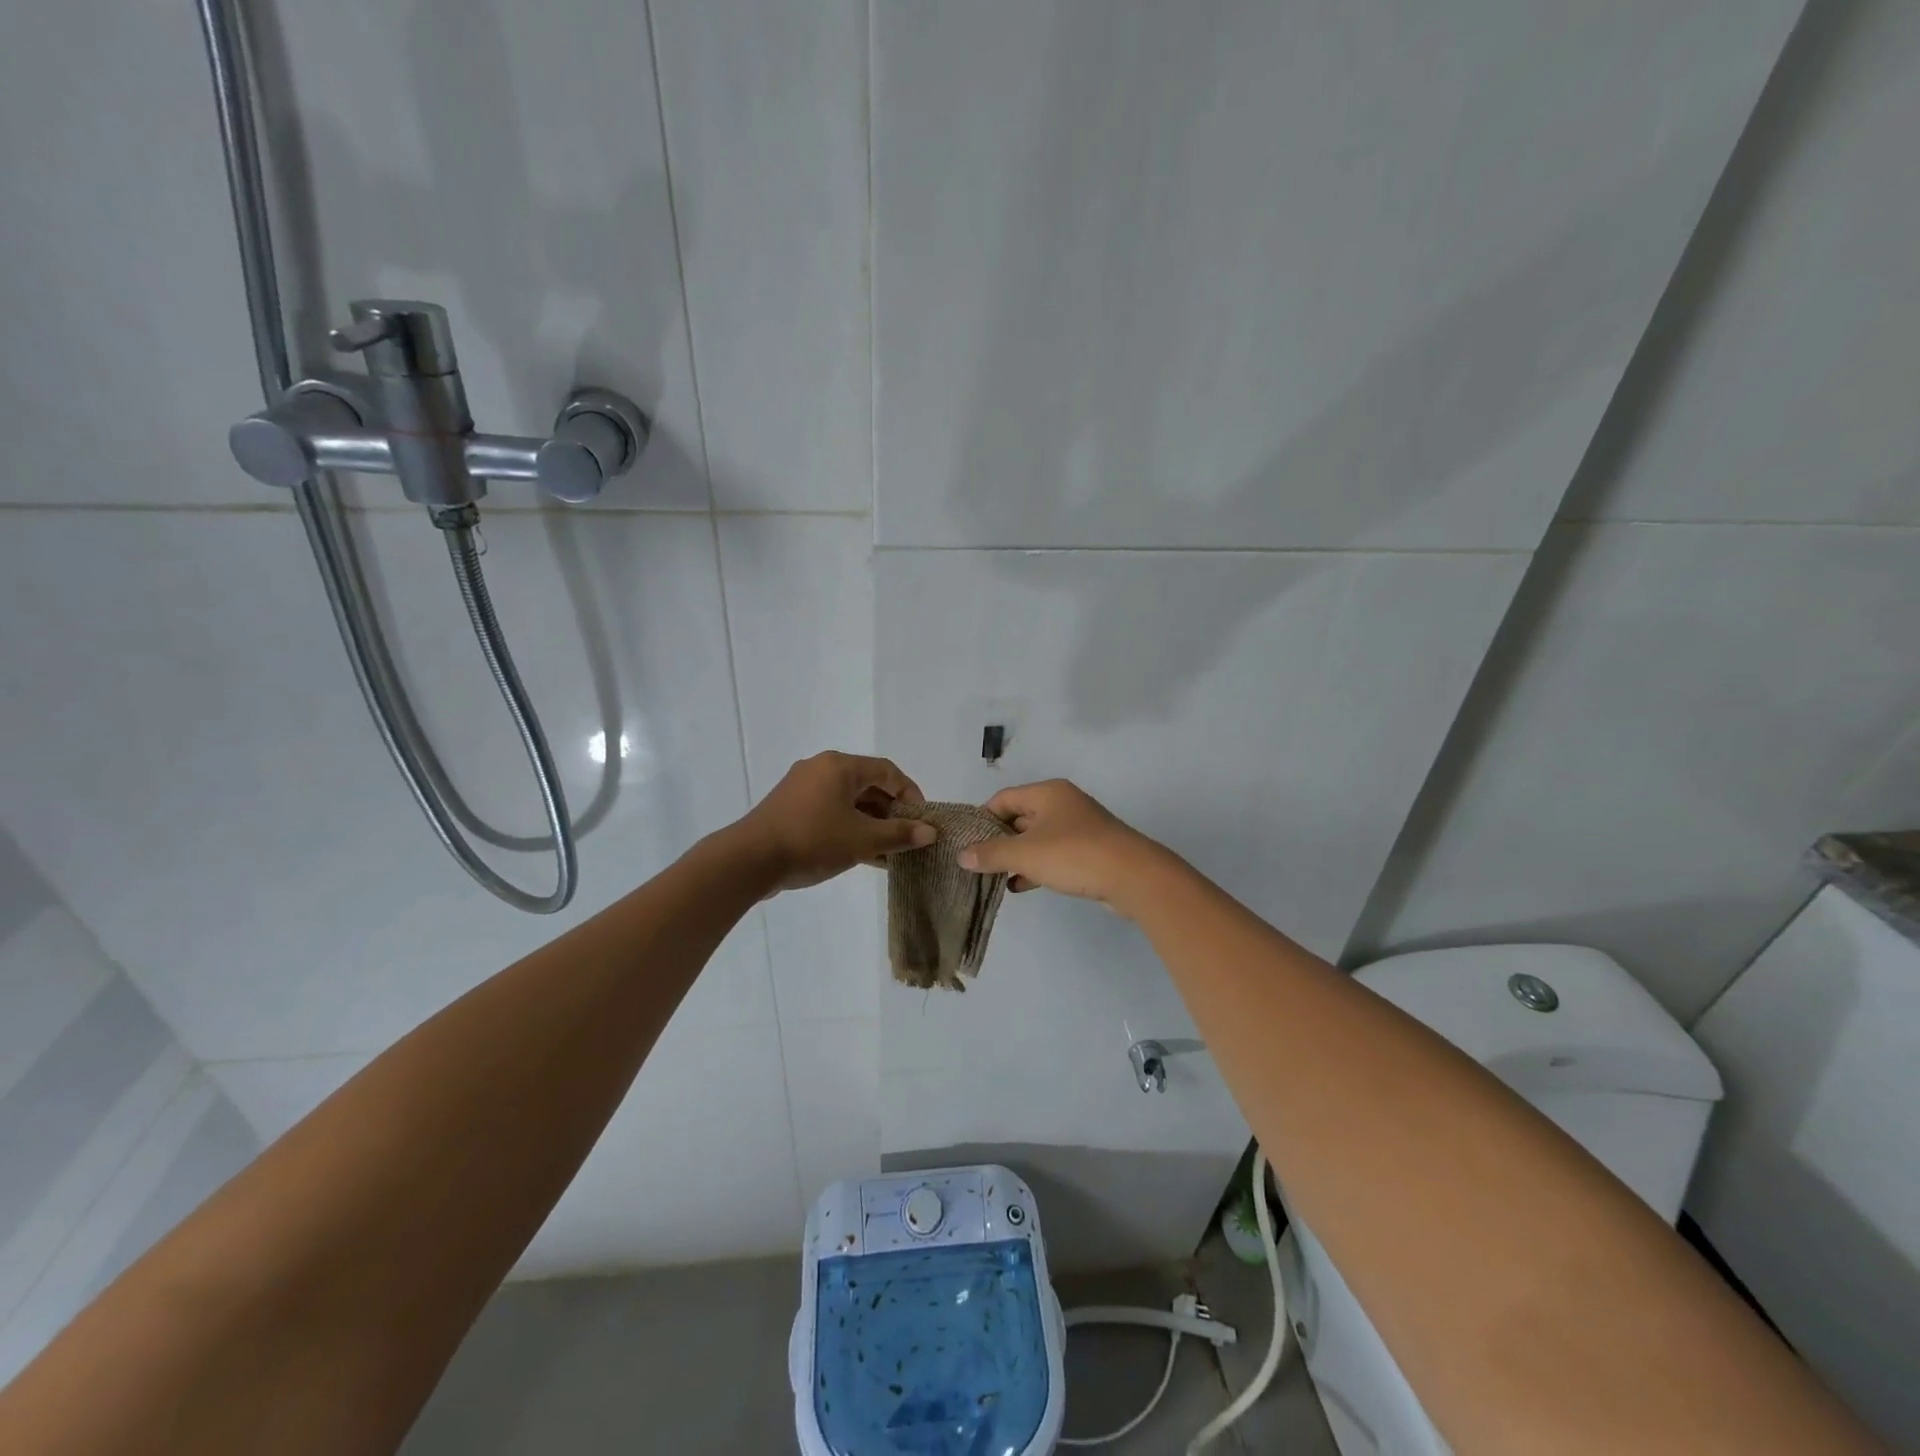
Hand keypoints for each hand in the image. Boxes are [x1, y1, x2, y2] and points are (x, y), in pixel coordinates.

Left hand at [733, 752, 933, 894]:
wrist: (749, 861)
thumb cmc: (812, 841)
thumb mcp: (862, 840)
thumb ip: (899, 834)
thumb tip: (930, 832)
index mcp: (840, 766)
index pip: (888, 771)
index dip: (910, 794)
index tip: (922, 820)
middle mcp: (821, 769)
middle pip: (868, 784)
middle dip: (891, 812)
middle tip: (907, 837)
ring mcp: (802, 788)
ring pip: (849, 801)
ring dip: (871, 824)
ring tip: (889, 852)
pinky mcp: (790, 809)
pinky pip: (830, 811)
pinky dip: (850, 827)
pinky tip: (863, 854)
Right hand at [956, 780, 1165, 914]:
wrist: (1133, 876)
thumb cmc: (1074, 855)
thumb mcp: (1025, 854)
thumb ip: (991, 853)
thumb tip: (962, 855)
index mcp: (1047, 793)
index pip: (1004, 798)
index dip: (982, 818)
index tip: (966, 842)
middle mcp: (1062, 804)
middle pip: (1020, 817)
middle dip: (998, 840)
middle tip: (976, 862)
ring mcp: (1078, 828)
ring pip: (1036, 839)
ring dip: (1016, 857)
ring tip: (994, 877)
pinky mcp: (1088, 852)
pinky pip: (1053, 855)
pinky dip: (1035, 867)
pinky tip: (1020, 886)